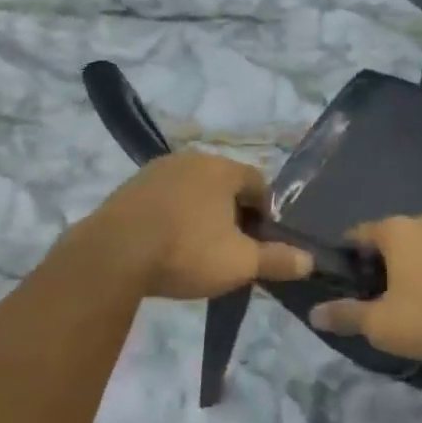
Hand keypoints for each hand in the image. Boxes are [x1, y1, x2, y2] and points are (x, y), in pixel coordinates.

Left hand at [76, 152, 310, 300]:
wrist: (112, 255)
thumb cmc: (186, 251)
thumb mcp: (239, 262)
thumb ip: (277, 259)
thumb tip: (309, 261)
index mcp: (222, 169)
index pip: (258, 184)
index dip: (266, 213)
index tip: (262, 242)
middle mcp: (191, 159)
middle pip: (224, 185)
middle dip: (232, 213)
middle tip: (232, 248)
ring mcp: (155, 171)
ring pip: (192, 191)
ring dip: (200, 214)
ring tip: (197, 250)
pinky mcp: (128, 189)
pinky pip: (163, 199)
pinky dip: (171, 217)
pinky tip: (166, 245)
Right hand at [309, 215, 421, 359]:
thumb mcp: (382, 323)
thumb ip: (346, 315)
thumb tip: (314, 313)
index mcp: (395, 230)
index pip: (358, 234)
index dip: (346, 257)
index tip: (343, 281)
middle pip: (390, 239)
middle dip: (379, 263)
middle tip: (374, 296)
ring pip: (419, 247)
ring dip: (410, 267)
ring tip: (407, 300)